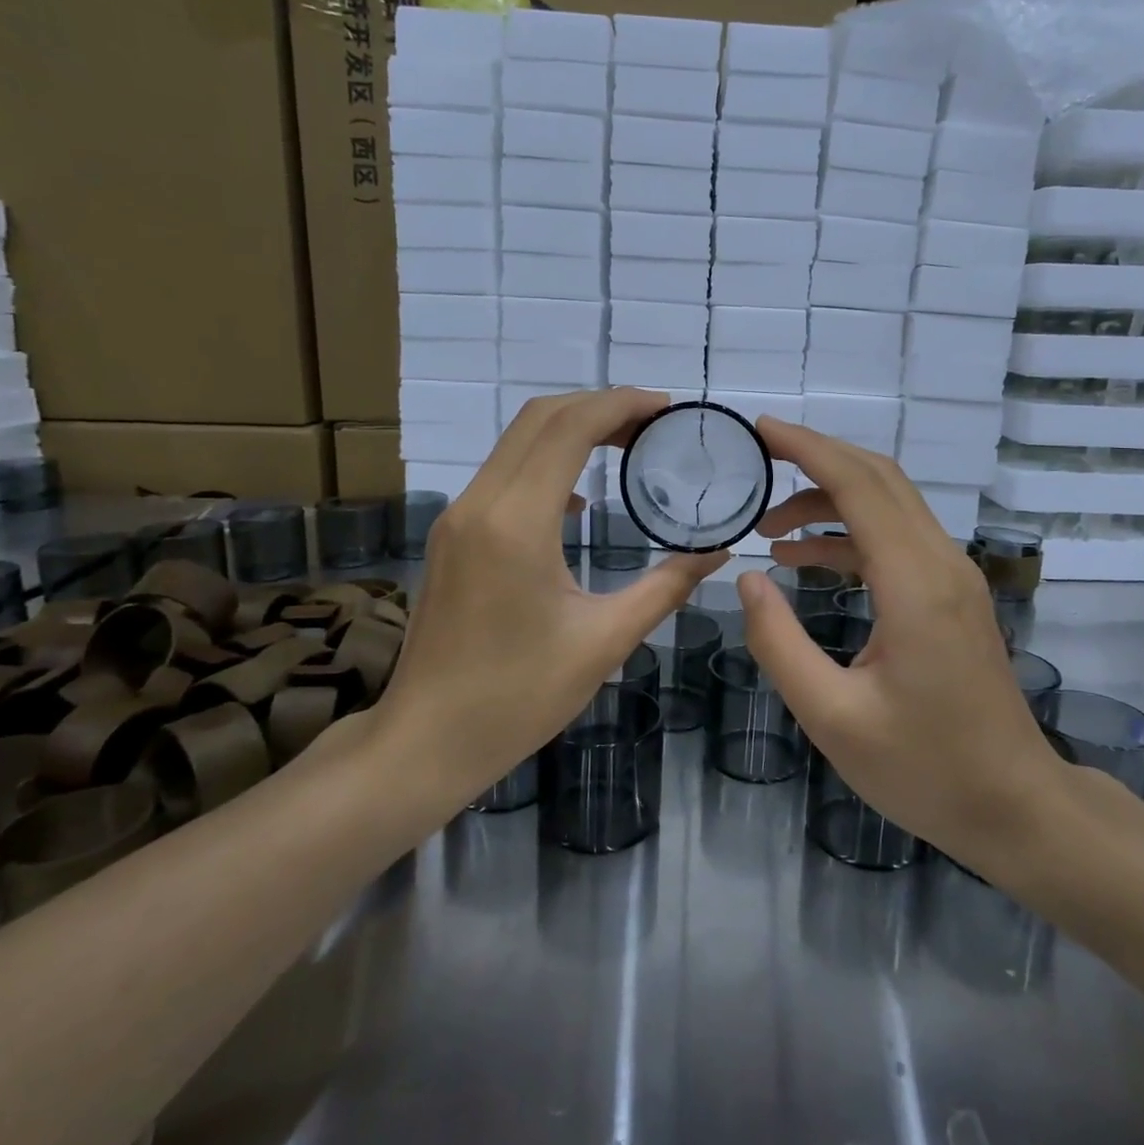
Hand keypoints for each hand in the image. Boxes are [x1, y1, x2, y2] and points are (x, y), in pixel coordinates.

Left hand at [382, 389, 726, 802]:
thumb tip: (717, 553)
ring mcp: (458, 517)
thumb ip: (665, 587)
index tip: (667, 407)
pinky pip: (503, 473)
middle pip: (539, 418)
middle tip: (654, 422)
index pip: (569, 428)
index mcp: (516, 523)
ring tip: (627, 444)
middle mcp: (480, 503)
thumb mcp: (604, 641)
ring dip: (571, 429)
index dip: (621, 405)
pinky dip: (546, 461)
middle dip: (600, 406)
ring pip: (517, 441)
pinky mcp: (452, 535)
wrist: (426, 740)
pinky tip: (581, 498)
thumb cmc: (518, 697)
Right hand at [737, 419, 1066, 866]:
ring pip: (889, 503)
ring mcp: (952, 576)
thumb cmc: (923, 769)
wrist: (1013, 805)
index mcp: (913, 584)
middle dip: (816, 457)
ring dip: (829, 498)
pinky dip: (849, 532)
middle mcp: (939, 563)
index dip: (807, 449)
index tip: (760, 430)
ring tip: (769, 526)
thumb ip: (779, 643)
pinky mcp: (951, 594)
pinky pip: (896, 538)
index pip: (858, 485)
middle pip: (879, 477)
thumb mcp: (831, 716)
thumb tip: (747, 578)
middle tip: (758, 457)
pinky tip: (806, 557)